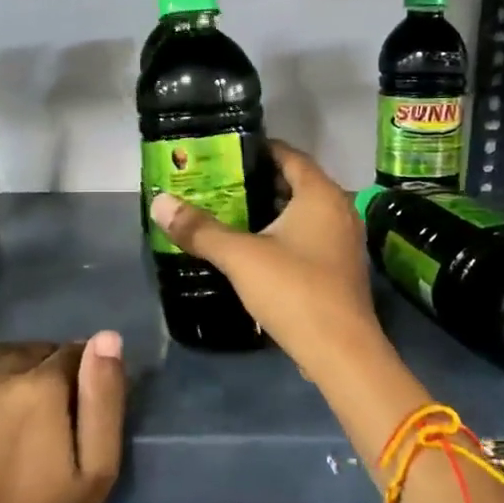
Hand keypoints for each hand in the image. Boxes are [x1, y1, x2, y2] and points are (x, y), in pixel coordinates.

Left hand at [0, 334, 124, 502]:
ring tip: (3, 425)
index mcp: (37, 388)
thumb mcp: (97, 470)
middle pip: (27, 353)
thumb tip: (106, 337)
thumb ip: (104, 398)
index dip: (77, 378)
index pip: (70, 352)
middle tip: (38, 421)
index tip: (72, 409)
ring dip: (2, 381)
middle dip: (40, 375)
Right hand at [148, 142, 388, 389]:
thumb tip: (159, 202)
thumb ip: (200, 229)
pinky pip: (308, 237)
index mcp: (321, 194)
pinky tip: (253, 248)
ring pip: (302, 213)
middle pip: (294, 183)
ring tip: (227, 213)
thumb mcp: (240, 256)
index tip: (223, 153)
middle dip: (256, 182)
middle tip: (217, 184)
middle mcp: (339, 209)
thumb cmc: (294, 290)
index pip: (288, 154)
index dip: (256, 150)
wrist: (341, 352)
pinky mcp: (340, 268)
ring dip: (268, 211)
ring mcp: (344, 241)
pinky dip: (282, 234)